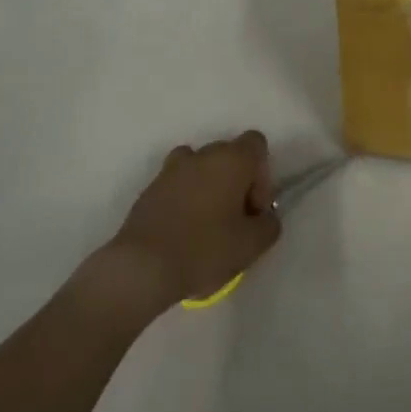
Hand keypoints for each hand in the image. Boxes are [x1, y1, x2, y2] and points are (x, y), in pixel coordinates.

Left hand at [104, 130, 282, 310]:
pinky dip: (184, 199)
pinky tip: (182, 232)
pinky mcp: (150, 187)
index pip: (256, 144)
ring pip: (201, 168)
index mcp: (232, 159)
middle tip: (234, 221)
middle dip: (236, 182)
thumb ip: (269, 225)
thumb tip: (265, 218)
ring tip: (206, 224)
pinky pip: (177, 184)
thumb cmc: (204, 250)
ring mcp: (172, 168)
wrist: (142, 267)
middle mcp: (203, 153)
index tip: (253, 208)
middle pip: (229, 155)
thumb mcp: (252, 245)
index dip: (262, 174)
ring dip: (208, 187)